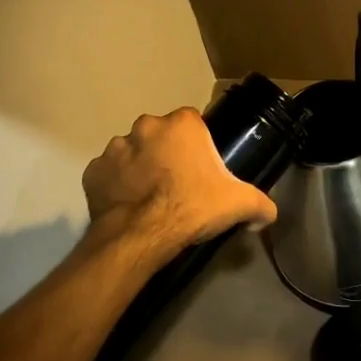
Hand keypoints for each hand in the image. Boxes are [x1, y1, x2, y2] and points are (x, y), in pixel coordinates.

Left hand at [82, 107, 276, 260]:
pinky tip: (128, 206)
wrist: (141, 236)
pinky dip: (116, 186)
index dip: (198, 147)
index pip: (193, 124)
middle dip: (167, 153)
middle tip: (177, 184)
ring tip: (150, 198)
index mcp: (182, 124)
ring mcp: (115, 147)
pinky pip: (108, 174)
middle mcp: (146, 126)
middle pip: (161, 135)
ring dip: (140, 168)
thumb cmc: (192, 207)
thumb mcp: (238, 204)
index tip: (201, 170)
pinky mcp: (93, 171)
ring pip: (132, 152)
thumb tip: (268, 214)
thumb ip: (261, 204)